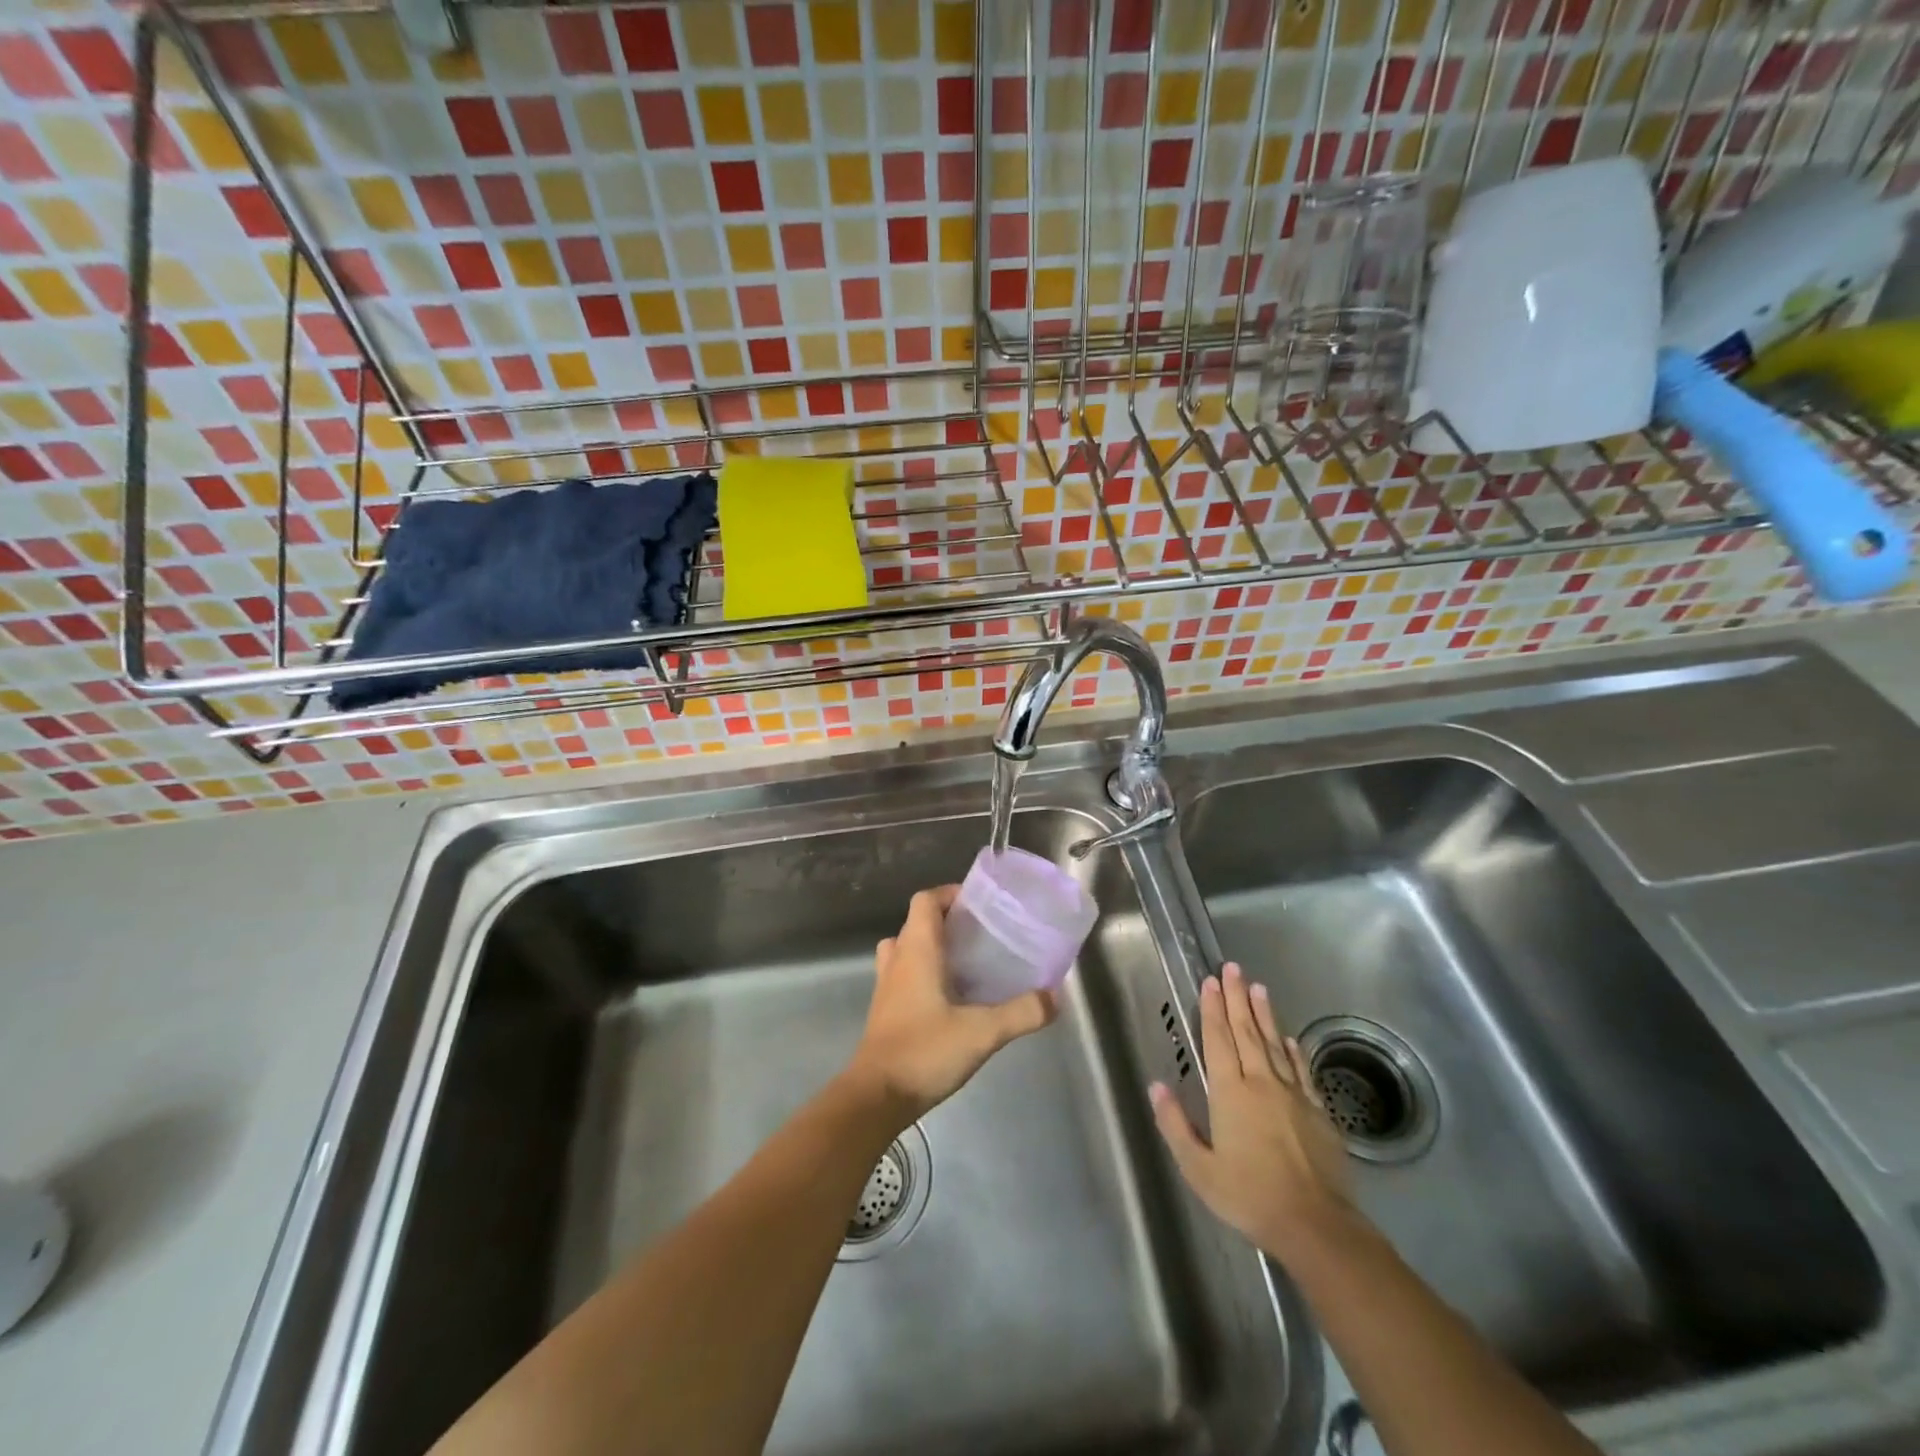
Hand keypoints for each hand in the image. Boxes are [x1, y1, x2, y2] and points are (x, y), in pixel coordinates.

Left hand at [842, 885, 1057, 1124]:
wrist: (876, 1097)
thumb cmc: (924, 1051)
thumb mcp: (982, 1032)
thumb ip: (1021, 1012)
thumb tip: (1054, 996)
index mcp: (916, 950)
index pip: (925, 900)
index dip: (949, 894)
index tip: (979, 905)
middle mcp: (898, 960)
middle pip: (917, 922)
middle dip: (948, 921)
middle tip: (982, 935)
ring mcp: (886, 986)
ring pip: (906, 948)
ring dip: (932, 947)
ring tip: (966, 962)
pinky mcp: (885, 1010)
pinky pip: (903, 974)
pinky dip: (924, 973)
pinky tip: (951, 998)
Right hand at [1149, 962, 1357, 1264]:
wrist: (1315, 1225)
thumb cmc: (1249, 1196)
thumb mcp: (1198, 1168)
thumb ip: (1175, 1124)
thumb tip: (1156, 1085)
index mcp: (1229, 1092)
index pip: (1218, 1039)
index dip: (1212, 1009)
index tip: (1210, 981)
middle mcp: (1261, 1082)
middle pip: (1246, 1031)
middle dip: (1237, 997)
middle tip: (1233, 968)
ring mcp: (1293, 1094)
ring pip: (1274, 1043)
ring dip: (1264, 1013)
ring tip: (1258, 987)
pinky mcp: (1318, 1111)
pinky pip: (1301, 1070)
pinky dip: (1293, 1050)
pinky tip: (1289, 1038)